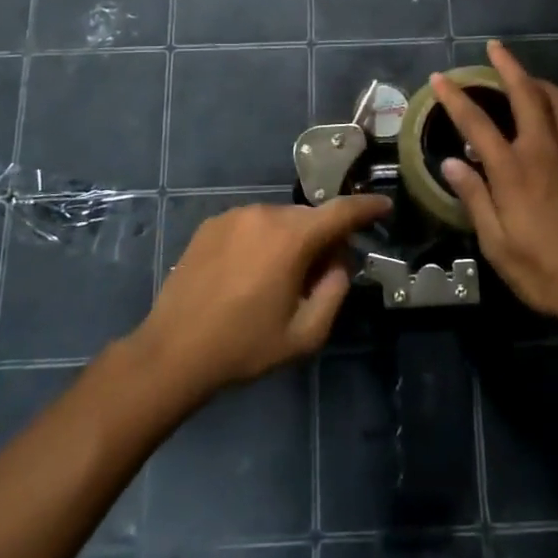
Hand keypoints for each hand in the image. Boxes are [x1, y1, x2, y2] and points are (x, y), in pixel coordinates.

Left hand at [134, 194, 387, 399]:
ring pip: (279, 220)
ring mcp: (234, 215)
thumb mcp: (304, 334)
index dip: (367, 207)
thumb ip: (335, 292)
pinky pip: (251, 224)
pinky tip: (247, 273)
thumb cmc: (244, 347)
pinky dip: (261, 240)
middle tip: (320, 274)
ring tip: (277, 279)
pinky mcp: (211, 224)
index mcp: (292, 238)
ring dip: (289, 240)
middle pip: (309, 218)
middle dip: (322, 238)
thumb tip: (339, 262)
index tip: (384, 206)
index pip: (341, 211)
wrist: (173, 352)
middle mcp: (265, 214)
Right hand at [430, 42, 557, 327]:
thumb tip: (451, 163)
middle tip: (494, 48)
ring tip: (525, 76)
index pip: (477, 124)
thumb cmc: (544, 270)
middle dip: (507, 67)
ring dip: (539, 81)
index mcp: (514, 172)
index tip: (440, 78)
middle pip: (526, 95)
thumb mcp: (497, 245)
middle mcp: (543, 151)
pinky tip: (552, 110)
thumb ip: (475, 199)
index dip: (455, 98)